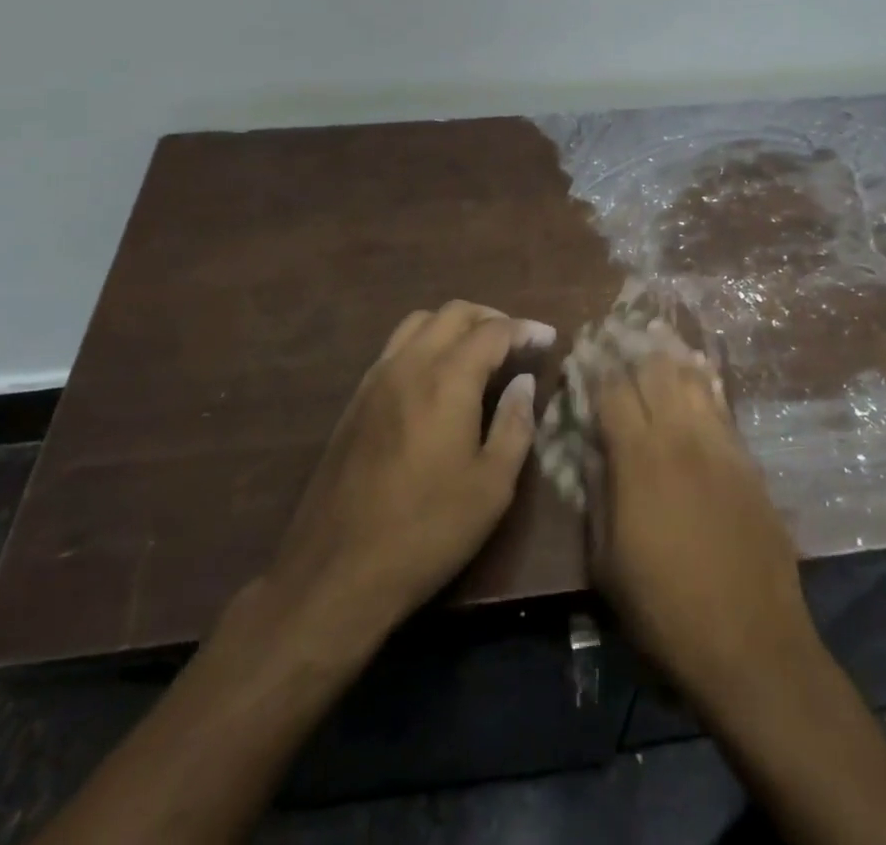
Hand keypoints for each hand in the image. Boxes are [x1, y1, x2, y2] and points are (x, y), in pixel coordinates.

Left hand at [259, 300, 551, 649]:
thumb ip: (515, 424)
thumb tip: (524, 382)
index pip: (493, 331)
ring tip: (477, 352)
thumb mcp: (492, 486)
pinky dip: (425, 343)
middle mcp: (409, 364)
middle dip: (491, 318)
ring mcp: (376, 378)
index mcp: (447, 379)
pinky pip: (396, 348)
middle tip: (516, 342)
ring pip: (419, 323)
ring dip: (454, 325)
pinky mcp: (355, 400)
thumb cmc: (428, 530)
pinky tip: (437, 377)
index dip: (525, 330)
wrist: (337, 571)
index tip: (548, 339)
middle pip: (453, 313)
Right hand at [586, 342, 821, 711]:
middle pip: (654, 370)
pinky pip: (722, 403)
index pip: (611, 391)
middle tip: (617, 332)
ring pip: (691, 377)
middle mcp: (680, 436)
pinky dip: (704, 379)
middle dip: (631, 347)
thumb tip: (589, 447)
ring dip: (670, 354)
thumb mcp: (606, 561)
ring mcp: (719, 443)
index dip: (595, 367)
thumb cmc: (664, 609)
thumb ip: (596, 493)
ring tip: (654, 334)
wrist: (751, 643)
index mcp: (638, 458)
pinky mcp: (747, 458)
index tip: (584, 350)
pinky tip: (697, 368)